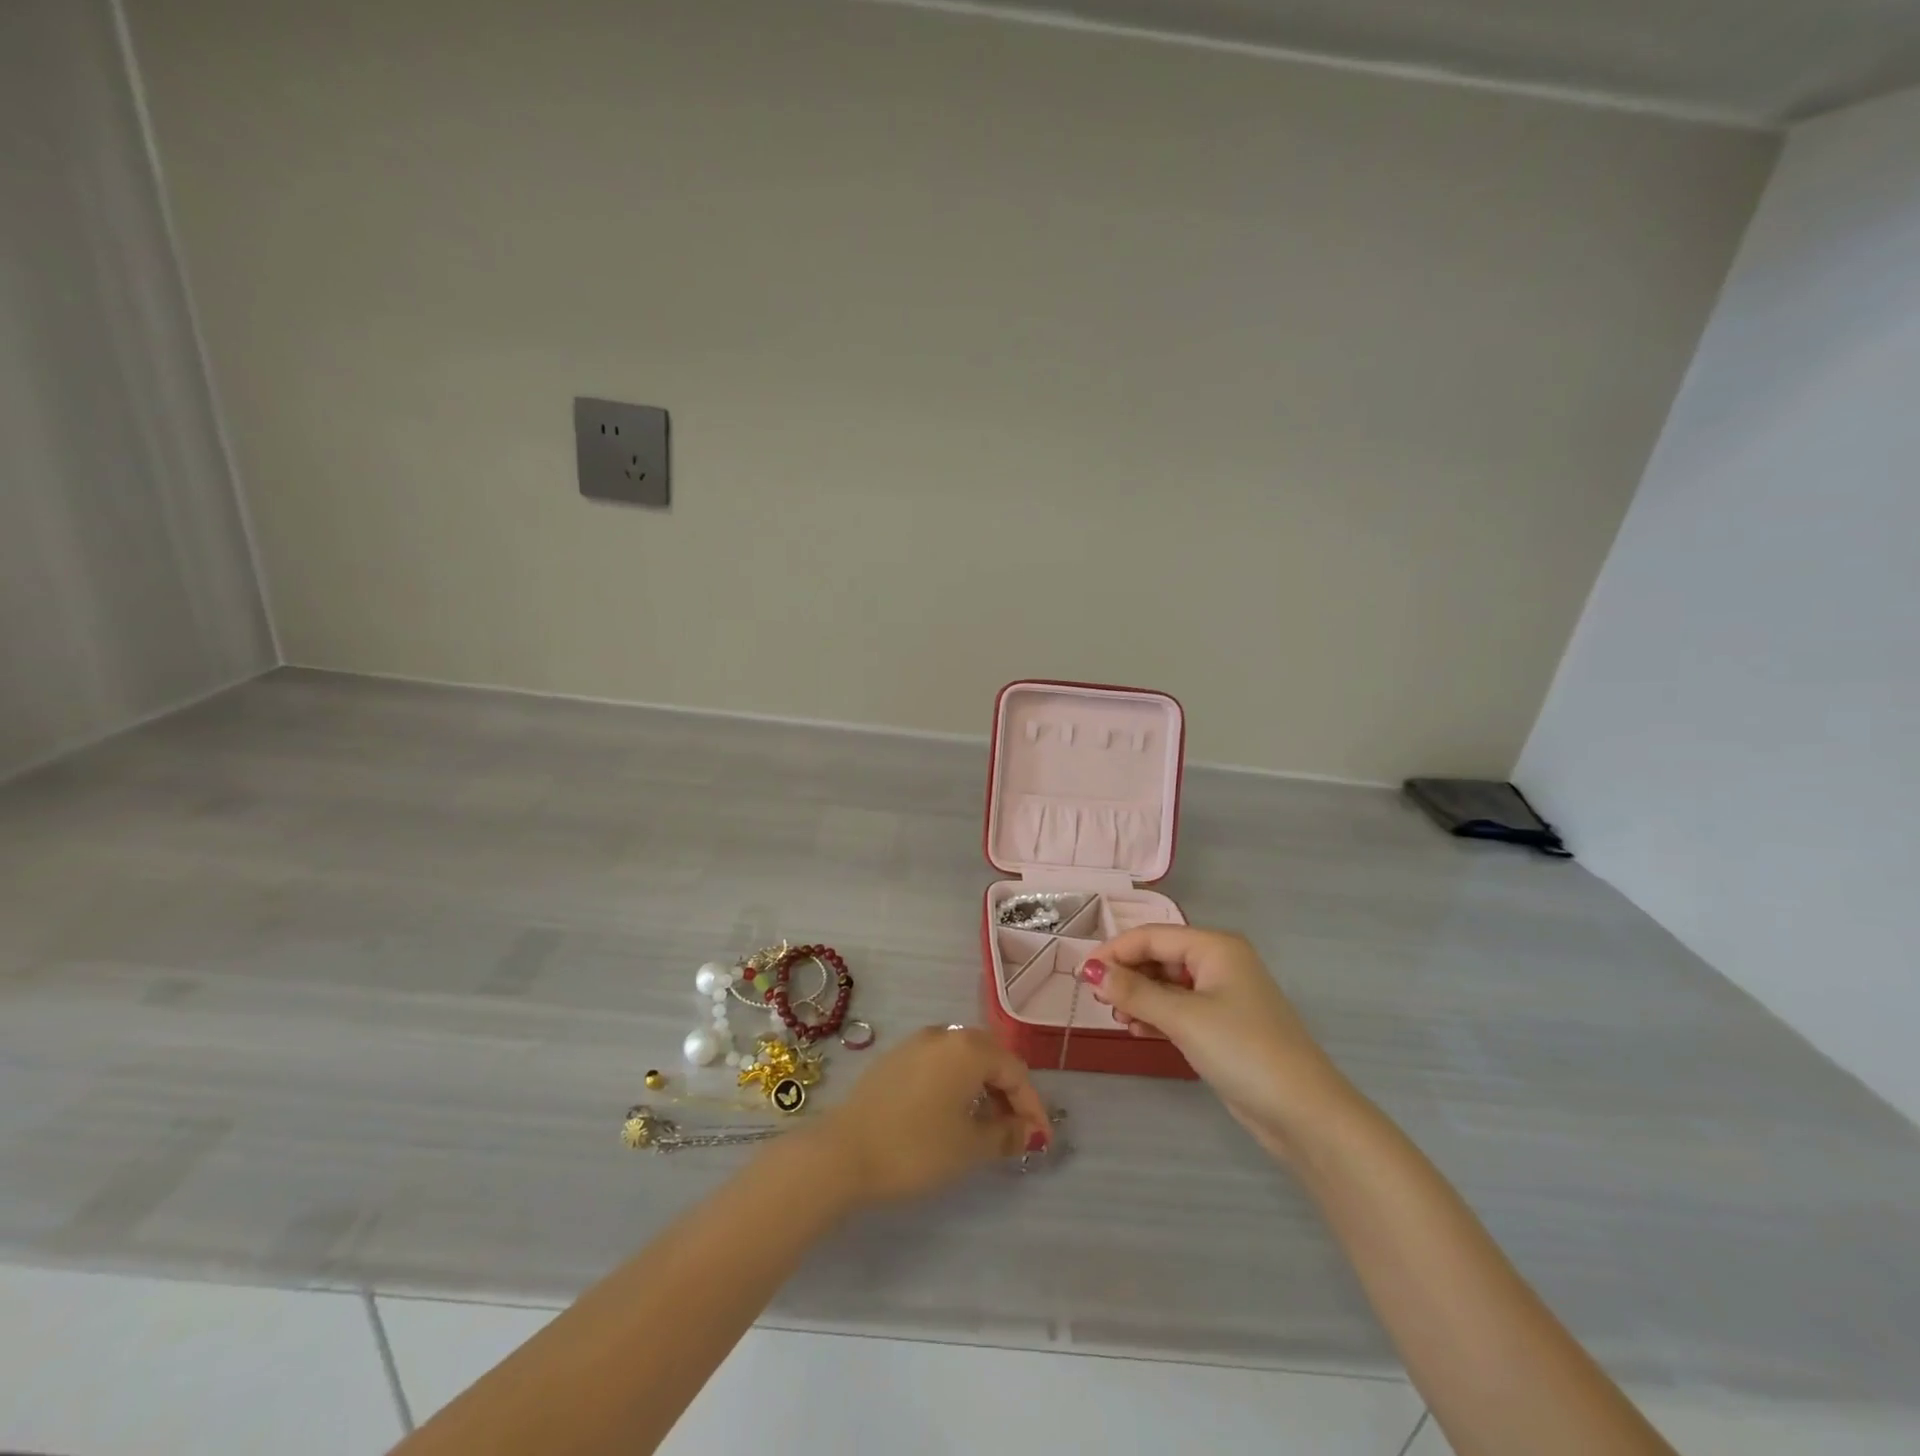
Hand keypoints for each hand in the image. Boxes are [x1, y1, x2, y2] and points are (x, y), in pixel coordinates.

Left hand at [809, 1026, 1052, 1205]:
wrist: (843, 1152)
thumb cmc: (915, 1147)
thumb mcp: (970, 1147)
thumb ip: (1006, 1134)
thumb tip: (1028, 1132)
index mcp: (968, 1048)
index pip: (1015, 1071)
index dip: (1032, 1107)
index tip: (1040, 1141)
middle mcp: (945, 1034)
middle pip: (991, 1057)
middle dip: (1009, 1093)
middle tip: (1016, 1132)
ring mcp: (916, 1043)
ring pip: (963, 1059)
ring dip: (982, 1088)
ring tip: (987, 1126)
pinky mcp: (895, 1058)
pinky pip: (939, 1064)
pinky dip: (955, 1085)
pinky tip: (952, 1114)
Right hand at [1082, 926, 1357, 1159]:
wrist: (1303, 1113)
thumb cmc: (1242, 1050)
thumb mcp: (1183, 1017)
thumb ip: (1133, 992)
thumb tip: (1090, 971)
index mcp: (1215, 947)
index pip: (1152, 936)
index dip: (1115, 951)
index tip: (1082, 974)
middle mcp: (1219, 963)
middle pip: (1160, 957)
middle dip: (1128, 976)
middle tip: (1101, 1002)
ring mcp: (1223, 995)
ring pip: (1167, 984)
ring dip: (1140, 997)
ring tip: (1119, 1020)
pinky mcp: (1223, 1025)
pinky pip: (1179, 1008)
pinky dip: (1157, 1015)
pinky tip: (1138, 1030)